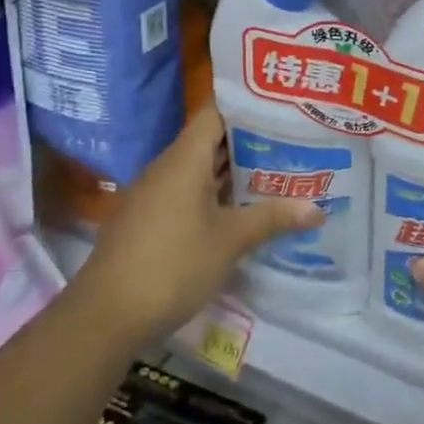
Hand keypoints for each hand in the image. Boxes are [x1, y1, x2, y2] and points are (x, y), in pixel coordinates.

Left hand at [69, 105, 322, 348]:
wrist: (105, 316)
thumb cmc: (173, 265)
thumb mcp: (230, 241)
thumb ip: (273, 218)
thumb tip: (317, 209)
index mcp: (184, 159)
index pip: (217, 112)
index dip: (249, 107)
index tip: (284, 109)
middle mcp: (167, 168)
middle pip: (211, 140)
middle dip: (252, 142)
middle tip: (295, 143)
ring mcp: (154, 194)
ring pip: (200, 170)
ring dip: (235, 172)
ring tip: (279, 172)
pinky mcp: (149, 219)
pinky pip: (188, 193)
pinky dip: (216, 194)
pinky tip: (243, 210)